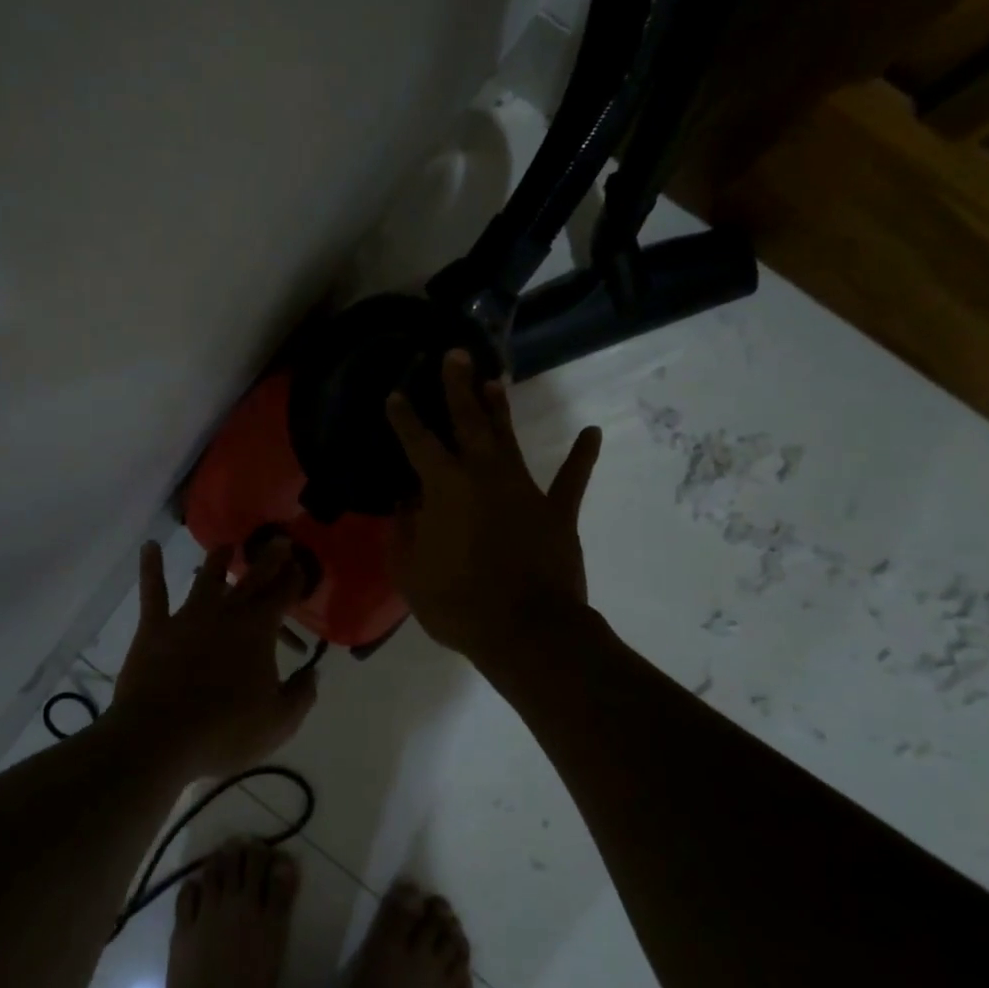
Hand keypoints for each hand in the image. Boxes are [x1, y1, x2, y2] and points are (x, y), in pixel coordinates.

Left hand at [111, 539, 315, 779]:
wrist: (160, 737)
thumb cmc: (224, 732)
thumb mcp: (278, 722)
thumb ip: (301, 695)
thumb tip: (314, 673)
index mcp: (258, 631)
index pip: (282, 595)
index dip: (294, 579)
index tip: (301, 565)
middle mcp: (225, 613)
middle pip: (251, 579)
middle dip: (268, 559)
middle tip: (279, 540)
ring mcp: (188, 616)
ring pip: (206, 578)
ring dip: (219, 559)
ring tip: (227, 546)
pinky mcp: (155, 627)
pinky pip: (153, 591)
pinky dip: (151, 567)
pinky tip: (149, 547)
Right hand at [386, 349, 602, 675]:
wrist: (527, 632)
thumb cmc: (458, 604)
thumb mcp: (410, 573)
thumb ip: (404, 532)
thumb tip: (407, 503)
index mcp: (444, 487)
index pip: (417, 442)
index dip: (404, 417)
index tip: (396, 394)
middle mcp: (483, 475)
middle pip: (468, 422)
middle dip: (458, 387)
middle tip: (454, 355)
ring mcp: (524, 490)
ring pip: (508, 440)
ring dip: (499, 409)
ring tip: (494, 380)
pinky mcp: (557, 512)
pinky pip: (571, 479)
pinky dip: (581, 456)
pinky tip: (592, 432)